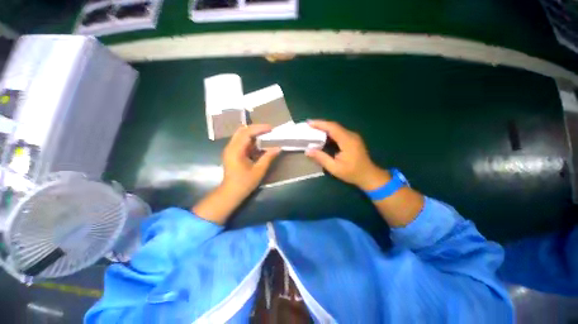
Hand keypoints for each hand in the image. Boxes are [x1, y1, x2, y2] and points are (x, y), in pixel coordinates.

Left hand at [221, 124, 280, 196]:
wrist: (231, 193)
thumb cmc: (244, 183)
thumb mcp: (259, 170)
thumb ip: (268, 157)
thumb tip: (279, 148)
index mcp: (235, 150)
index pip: (246, 133)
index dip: (259, 128)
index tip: (271, 128)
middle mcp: (231, 147)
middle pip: (242, 131)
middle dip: (256, 129)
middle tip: (268, 130)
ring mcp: (230, 149)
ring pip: (241, 135)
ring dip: (253, 134)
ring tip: (266, 135)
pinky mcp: (232, 153)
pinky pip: (242, 142)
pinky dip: (251, 141)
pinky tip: (259, 144)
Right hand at [306, 120, 389, 190]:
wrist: (369, 175)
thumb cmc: (352, 173)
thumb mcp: (334, 168)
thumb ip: (321, 158)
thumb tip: (308, 151)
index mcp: (347, 141)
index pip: (332, 128)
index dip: (320, 124)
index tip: (309, 123)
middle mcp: (351, 135)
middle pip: (334, 126)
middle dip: (321, 125)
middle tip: (308, 126)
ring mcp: (353, 136)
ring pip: (336, 128)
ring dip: (325, 128)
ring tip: (313, 130)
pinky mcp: (352, 139)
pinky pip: (339, 133)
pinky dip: (329, 133)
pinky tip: (323, 137)